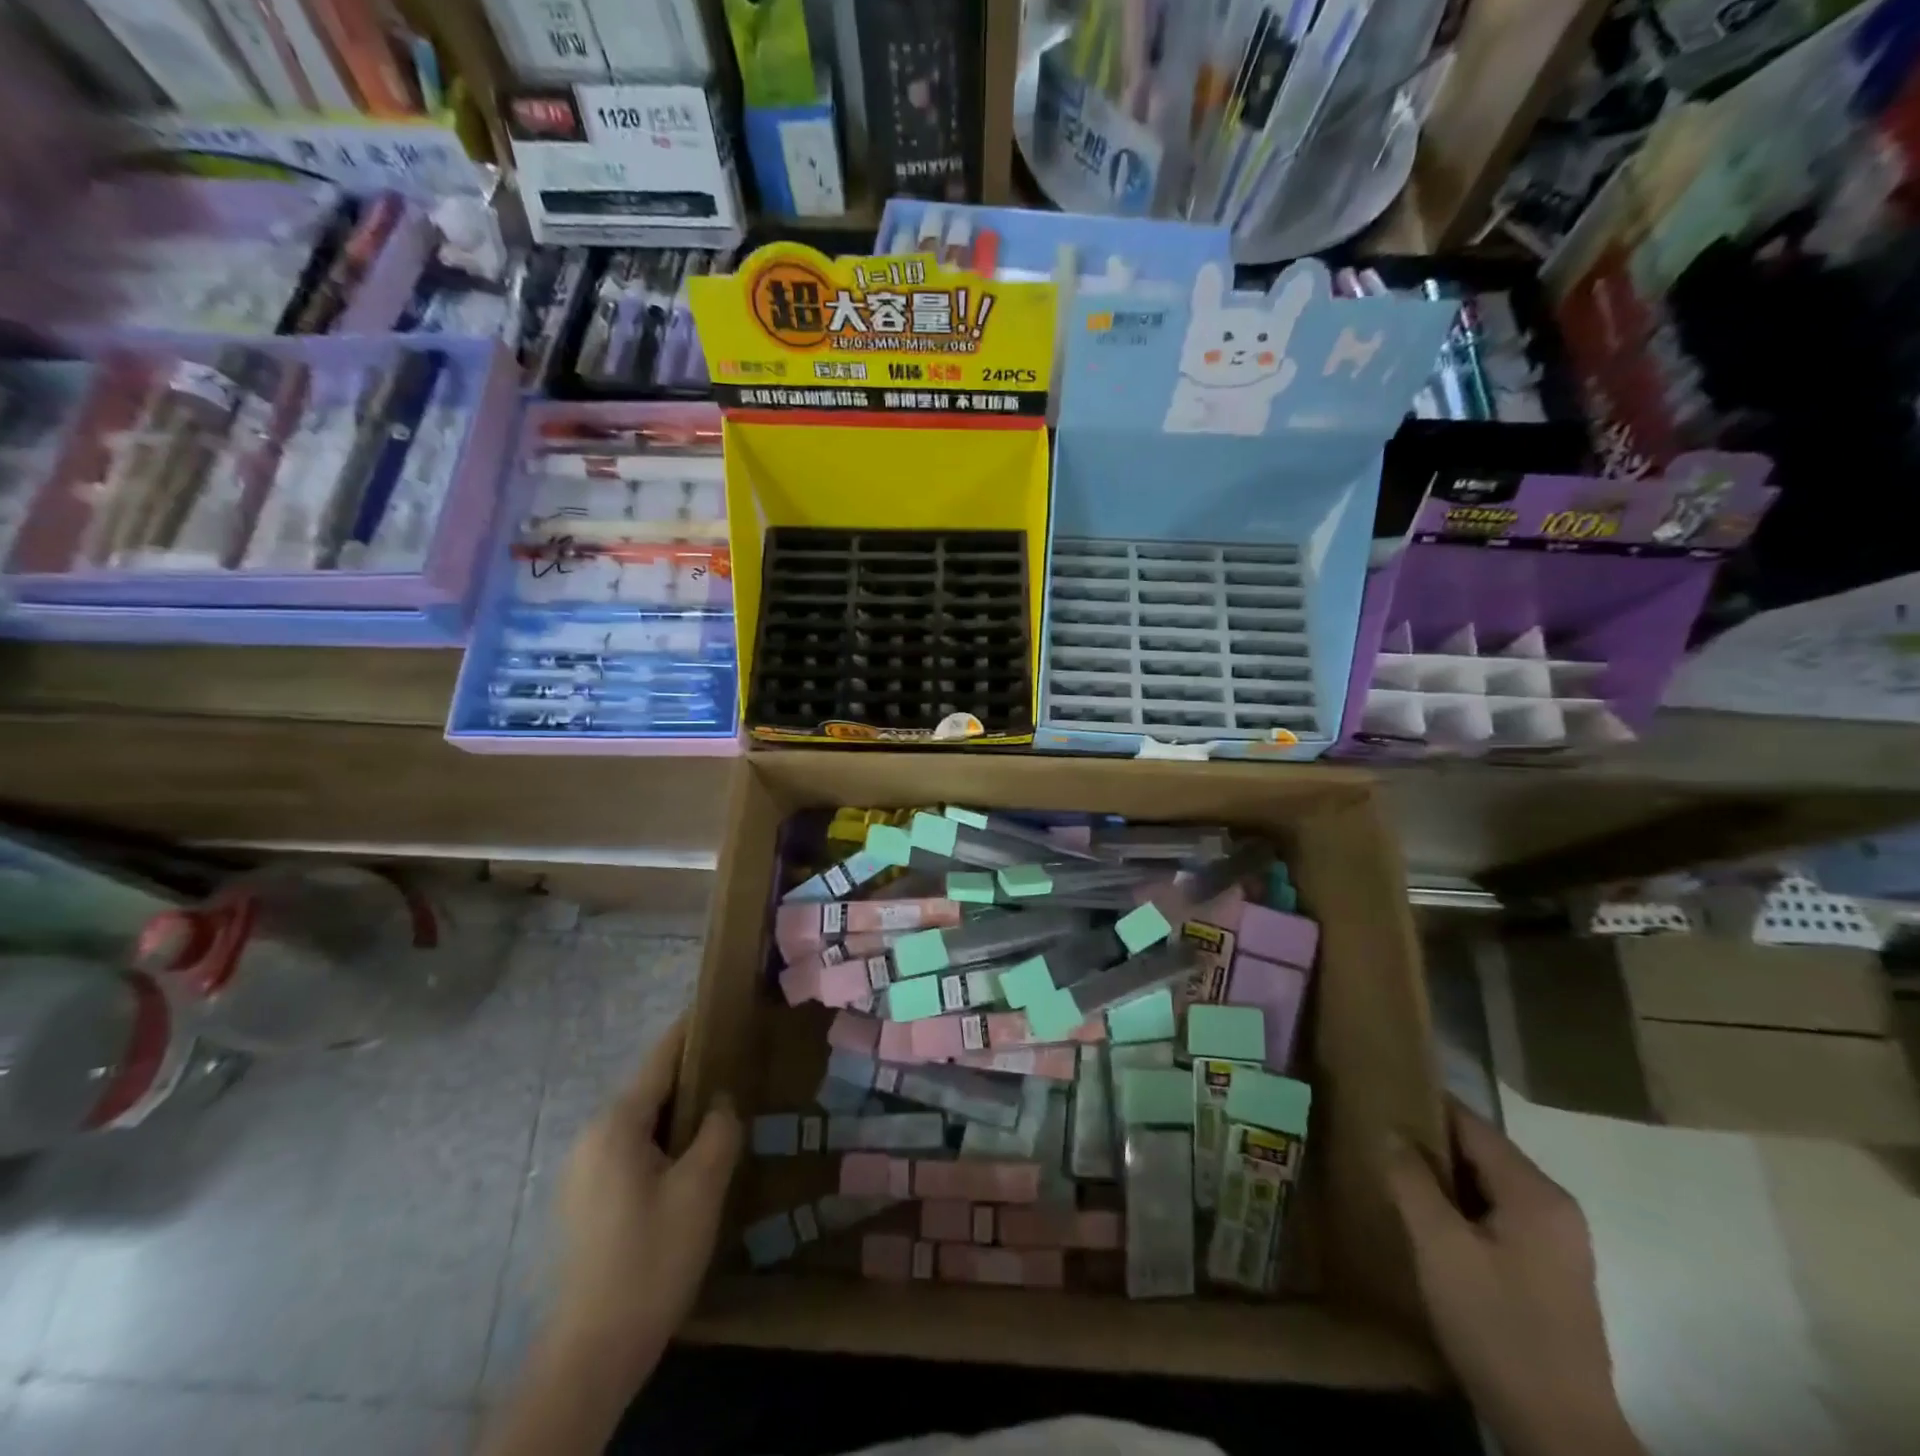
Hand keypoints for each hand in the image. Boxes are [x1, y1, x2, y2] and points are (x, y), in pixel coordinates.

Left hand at [551, 1016, 741, 1376]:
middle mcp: (592, 1137)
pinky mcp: (584, 1202)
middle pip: (650, 1090)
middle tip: (738, 1068)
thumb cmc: (650, 1259)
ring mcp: (583, 1172)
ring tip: (722, 1113)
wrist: (590, 1356)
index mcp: (616, 1124)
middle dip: (693, 1076)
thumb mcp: (701, 1189)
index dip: (691, 1030)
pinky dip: (663, 1143)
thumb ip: (718, 1131)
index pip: (660, 1058)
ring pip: (642, 1124)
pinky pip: (630, 1151)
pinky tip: (691, 1162)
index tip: (721, 1006)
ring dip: (680, 1115)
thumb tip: (722, 1102)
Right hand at [1385, 1100, 1643, 1455]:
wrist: (1561, 1434)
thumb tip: (1391, 1132)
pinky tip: (1424, 1220)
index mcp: (1536, 1193)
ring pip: (1486, 1187)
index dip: (1422, 1106)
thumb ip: (1412, 1181)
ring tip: (1390, 1172)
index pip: (1471, 1124)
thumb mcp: (1441, 1248)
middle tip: (1374, 1136)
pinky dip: (1460, 1208)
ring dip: (1442, 1179)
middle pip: (1480, 1153)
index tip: (1376, 1095)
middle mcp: (1555, 1208)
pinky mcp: (1549, 1273)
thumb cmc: (1498, 1327)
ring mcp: (1557, 1243)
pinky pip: (1496, 1217)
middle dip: (1429, 1144)